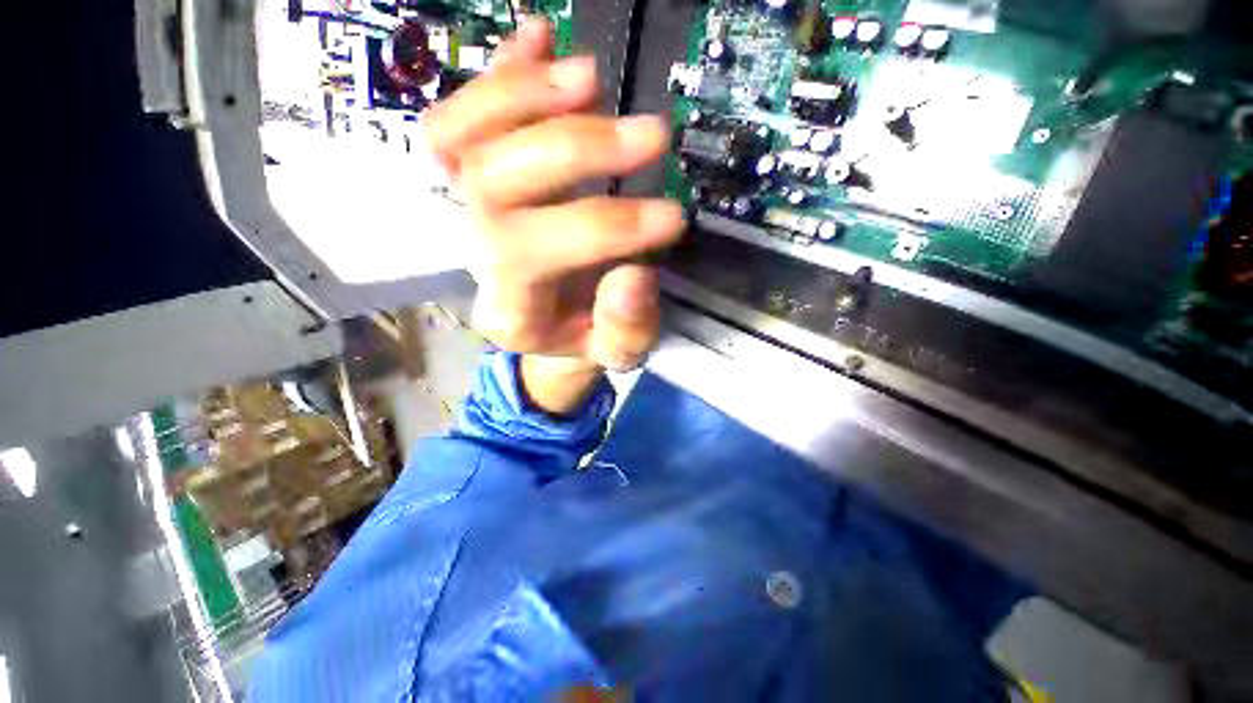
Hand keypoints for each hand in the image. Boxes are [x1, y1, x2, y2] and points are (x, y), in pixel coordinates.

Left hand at [423, 18, 684, 375]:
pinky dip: (497, 76)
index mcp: (511, 309)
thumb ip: (626, 325)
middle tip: (653, 134)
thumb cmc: (586, 339)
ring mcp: (467, 213)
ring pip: (464, 140)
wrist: (552, 325)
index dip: (609, 229)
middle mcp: (477, 256)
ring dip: (527, 97)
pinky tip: (540, 41)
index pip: (538, 253)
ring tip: (592, 77)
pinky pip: (458, 121)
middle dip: (578, 152)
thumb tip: (635, 272)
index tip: (673, 216)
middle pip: (497, 184)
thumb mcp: (617, 352)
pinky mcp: (472, 182)